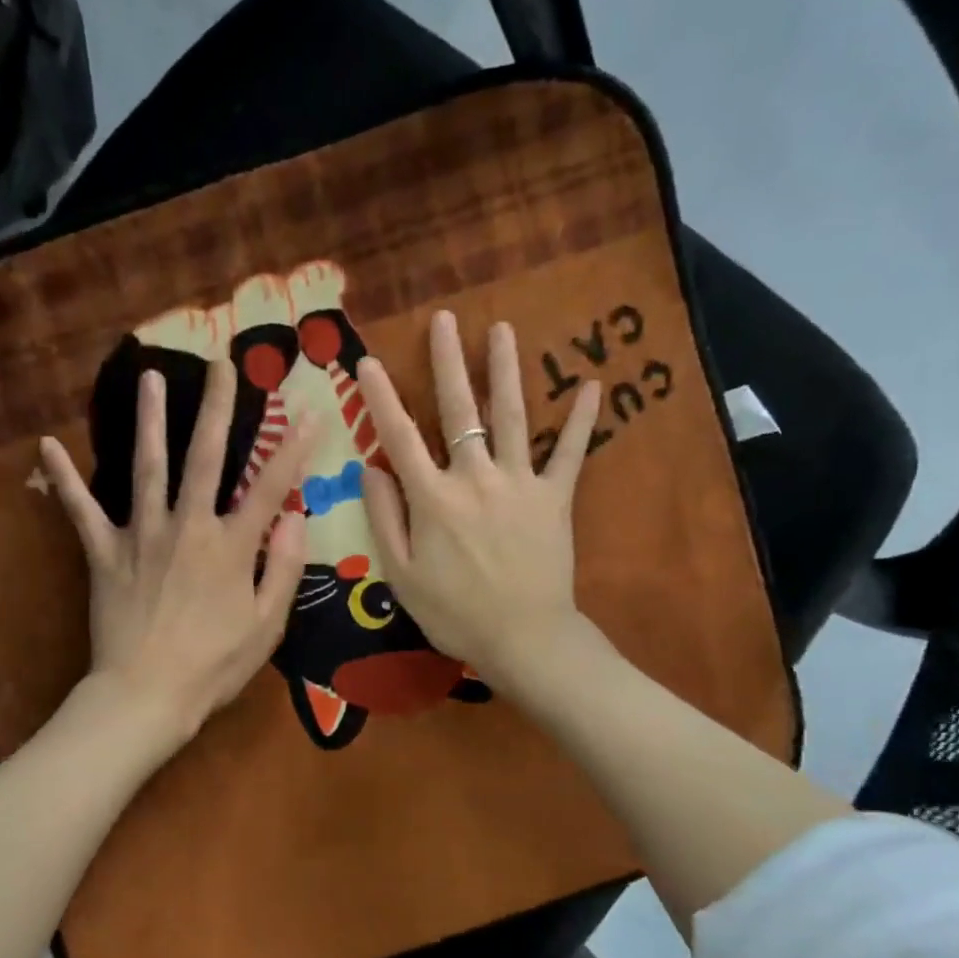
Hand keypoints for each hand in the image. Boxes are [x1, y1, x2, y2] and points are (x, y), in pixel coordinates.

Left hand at [39, 359, 315, 746]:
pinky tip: (46, 445)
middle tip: (222, 363)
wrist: (145, 695)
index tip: (311, 411)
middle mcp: (187, 527)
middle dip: (218, 407)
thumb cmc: (213, 666)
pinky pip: (80, 511)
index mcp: (230, 546)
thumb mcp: (267, 625)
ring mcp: (141, 535)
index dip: (294, 447)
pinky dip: (63, 480)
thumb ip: (283, 568)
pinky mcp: (104, 553)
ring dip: (150, 420)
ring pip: (147, 467)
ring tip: (150, 377)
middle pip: (205, 456)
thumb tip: (295, 518)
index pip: (270, 485)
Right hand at [358, 312, 602, 694]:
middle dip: (448, 361)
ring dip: (505, 370)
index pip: (399, 436)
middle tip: (445, 318)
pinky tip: (591, 385)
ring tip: (503, 328)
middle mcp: (474, 478)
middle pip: (458, 410)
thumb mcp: (401, 574)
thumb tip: (371, 468)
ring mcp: (519, 483)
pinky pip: (569, 453)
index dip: (380, 397)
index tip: (367, 361)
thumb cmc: (454, 613)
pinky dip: (580, 420)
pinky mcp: (555, 498)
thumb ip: (384, 517)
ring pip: (511, 416)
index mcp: (432, 497)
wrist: (524, 639)